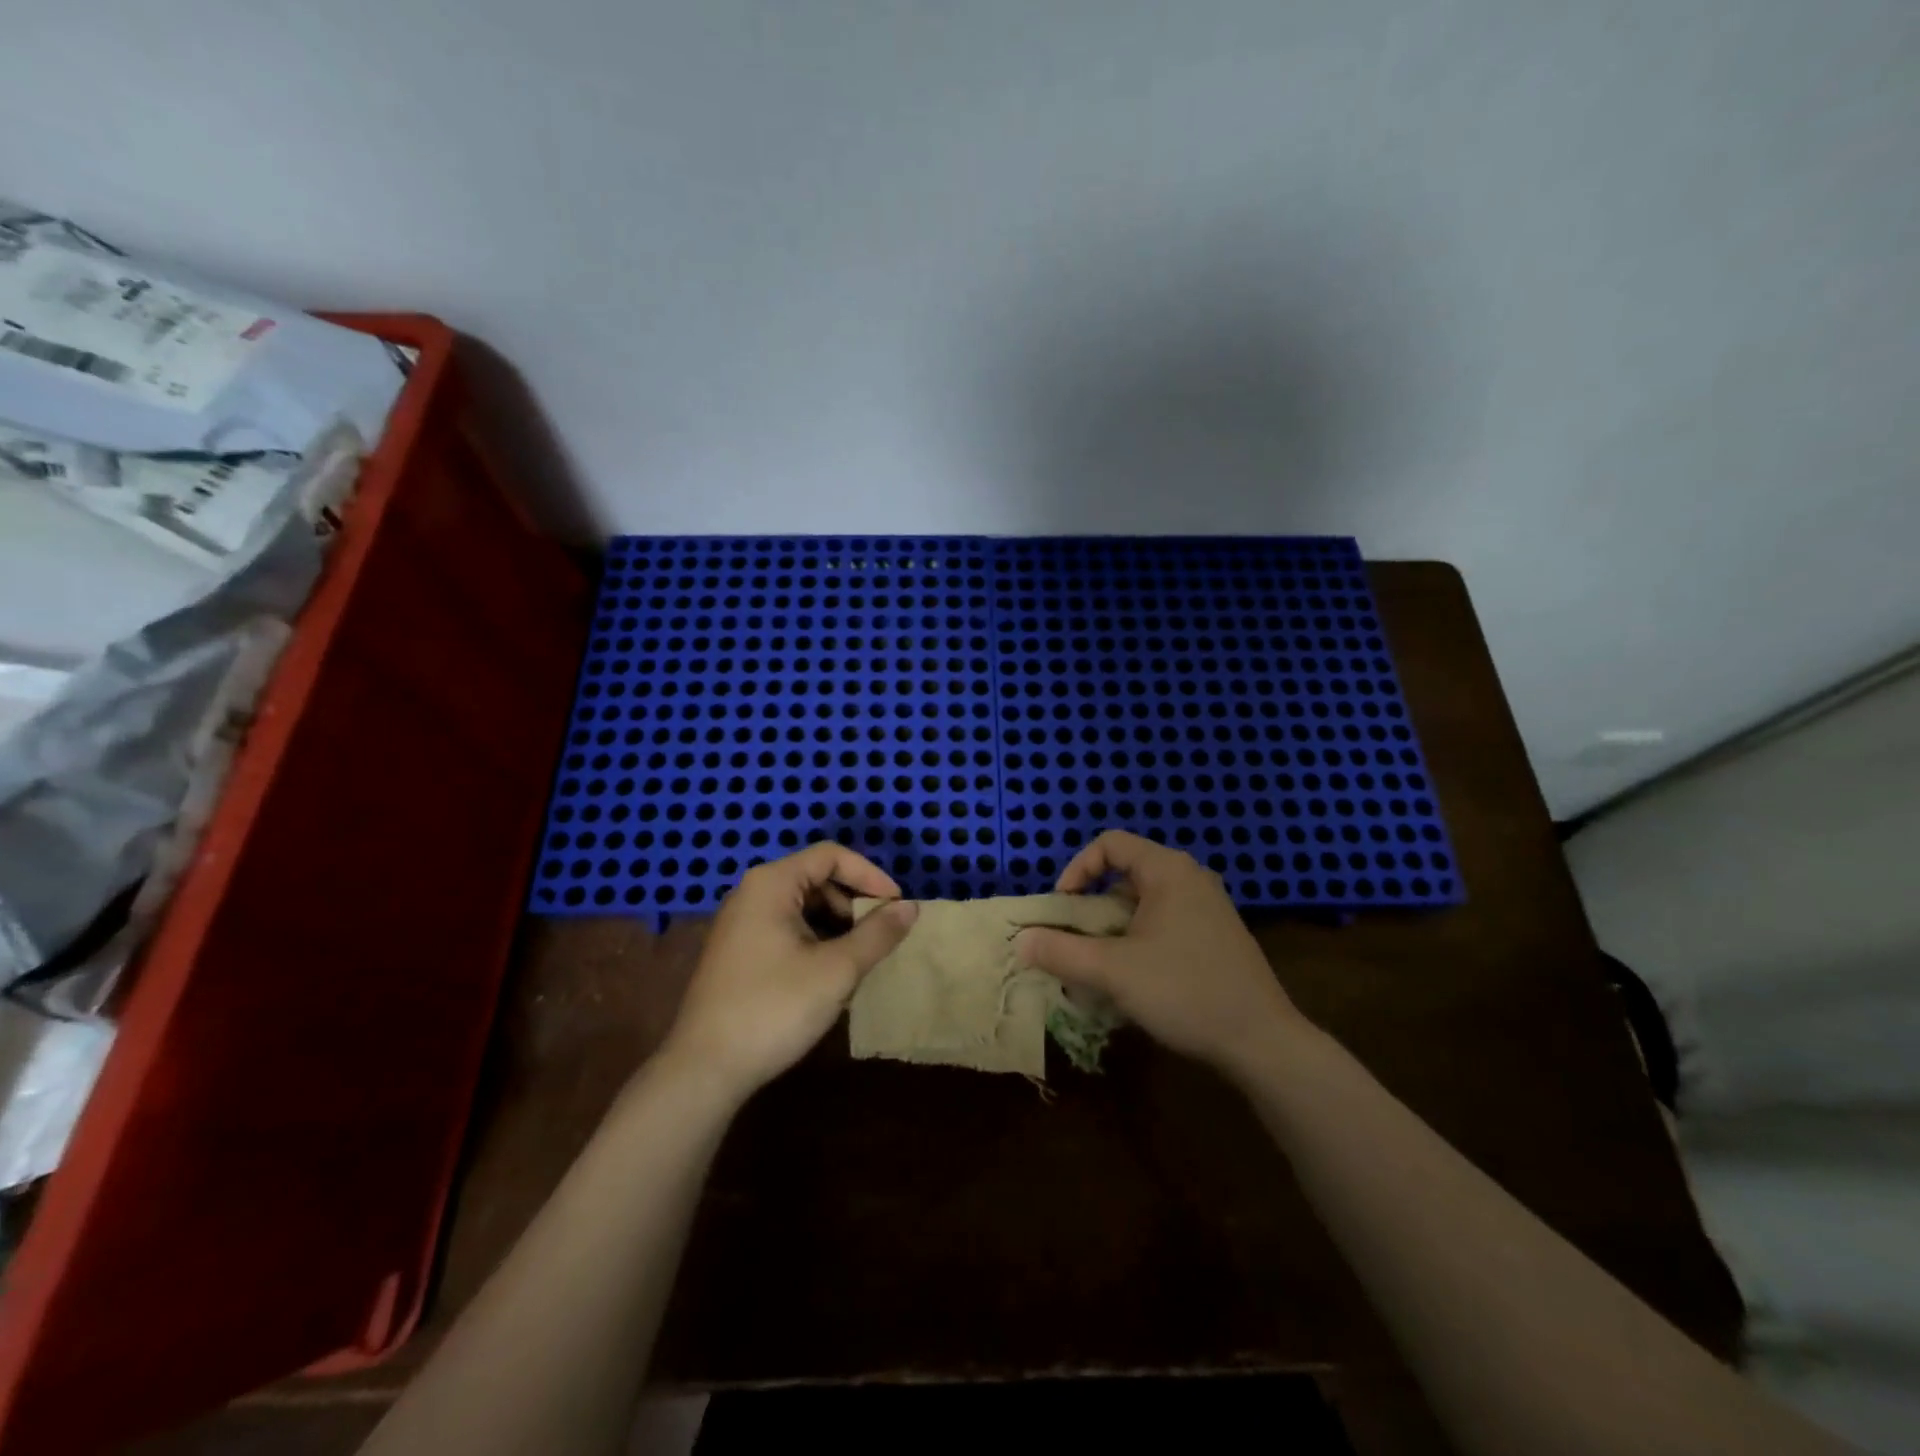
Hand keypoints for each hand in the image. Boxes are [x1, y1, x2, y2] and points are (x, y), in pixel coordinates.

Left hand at [663, 844, 918, 1097]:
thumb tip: (911, 907)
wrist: (704, 1070)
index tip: (897, 905)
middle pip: (817, 878)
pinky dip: (816, 940)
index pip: (831, 856)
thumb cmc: (774, 1008)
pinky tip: (829, 974)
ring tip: (859, 958)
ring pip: (803, 906)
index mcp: (772, 884)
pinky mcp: (738, 952)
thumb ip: (878, 934)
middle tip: (880, 935)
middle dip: (854, 902)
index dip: (870, 875)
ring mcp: (741, 923)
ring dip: (837, 924)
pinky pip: (787, 929)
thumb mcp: (837, 970)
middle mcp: (752, 893)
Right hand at [1013, 831, 1304, 1077]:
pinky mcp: (1217, 936)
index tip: (1063, 907)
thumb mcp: (1112, 972)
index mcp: (1168, 870)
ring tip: (1101, 967)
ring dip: (1114, 929)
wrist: (1263, 1041)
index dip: (1077, 868)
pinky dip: (1139, 941)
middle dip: (1092, 907)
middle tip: (1077, 942)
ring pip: (1144, 904)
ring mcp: (1208, 907)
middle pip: (1125, 874)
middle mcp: (1190, 878)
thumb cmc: (1185, 991)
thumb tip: (1020, 941)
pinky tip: (1135, 981)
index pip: (1110, 844)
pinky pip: (1165, 923)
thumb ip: (1061, 952)